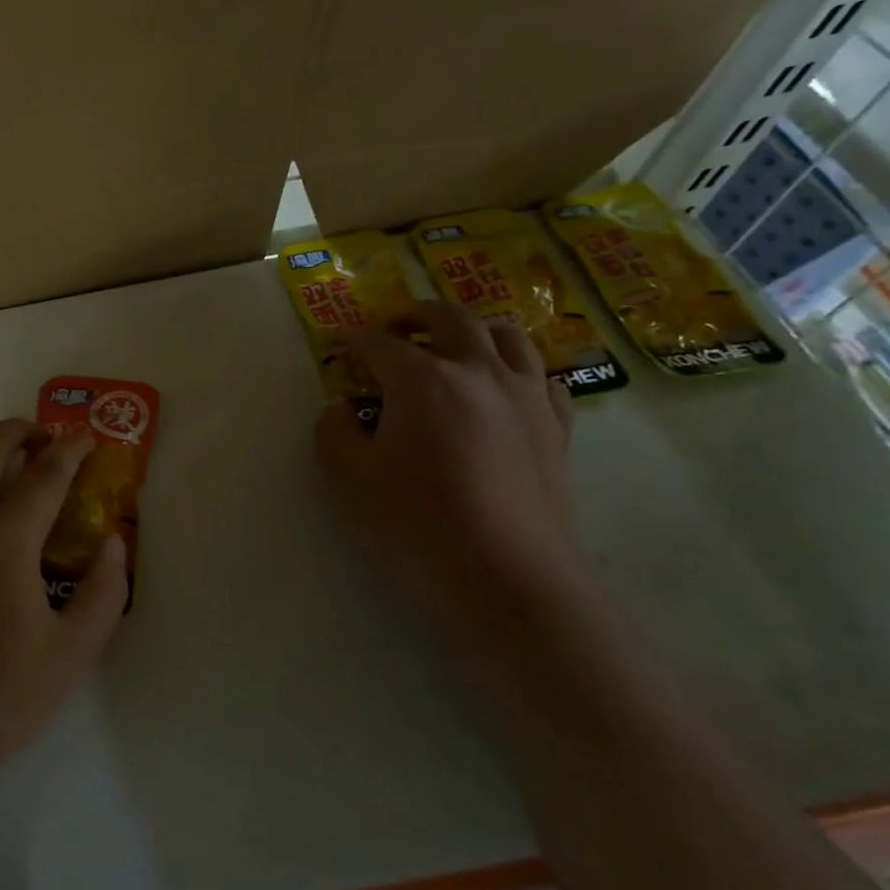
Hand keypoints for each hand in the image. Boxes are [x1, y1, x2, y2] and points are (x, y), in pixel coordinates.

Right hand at [315, 301, 582, 625]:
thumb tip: (342, 406)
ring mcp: (525, 395)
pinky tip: (504, 390)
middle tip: (395, 329)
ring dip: (474, 330)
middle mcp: (477, 371)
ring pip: (507, 335)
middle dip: (415, 315)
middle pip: (450, 317)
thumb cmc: (419, 521)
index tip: (343, 349)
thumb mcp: (349, 476)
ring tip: (454, 346)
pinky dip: (518, 370)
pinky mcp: (556, 425)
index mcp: (422, 379)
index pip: (380, 343)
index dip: (356, 342)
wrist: (509, 574)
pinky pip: (542, 377)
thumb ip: (333, 430)